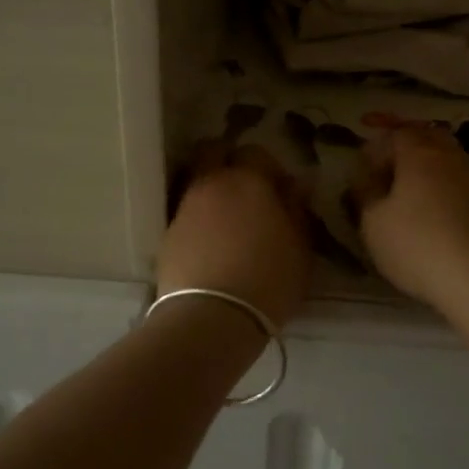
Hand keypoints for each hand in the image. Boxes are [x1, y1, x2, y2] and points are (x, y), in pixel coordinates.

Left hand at [158, 143, 311, 329]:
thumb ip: (297, 210)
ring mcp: (185, 206)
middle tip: (245, 186)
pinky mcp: (167, 233)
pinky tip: (210, 240)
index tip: (279, 189)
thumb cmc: (269, 279)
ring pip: (196, 180)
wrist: (212, 316)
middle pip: (212, 151)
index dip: (268, 166)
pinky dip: (198, 216)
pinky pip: (185, 210)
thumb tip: (295, 185)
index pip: (255, 152)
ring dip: (211, 189)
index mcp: (249, 180)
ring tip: (228, 218)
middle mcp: (213, 184)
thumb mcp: (300, 247)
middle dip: (227, 160)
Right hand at [348, 126, 468, 309]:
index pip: (395, 133)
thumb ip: (365, 193)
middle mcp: (450, 157)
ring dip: (426, 166)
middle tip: (387, 167)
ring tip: (408, 190)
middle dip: (405, 145)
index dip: (376, 146)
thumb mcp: (373, 222)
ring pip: (446, 158)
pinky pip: (459, 181)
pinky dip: (443, 186)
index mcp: (419, 153)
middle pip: (426, 136)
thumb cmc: (418, 246)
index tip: (363, 170)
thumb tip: (367, 177)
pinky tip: (434, 210)